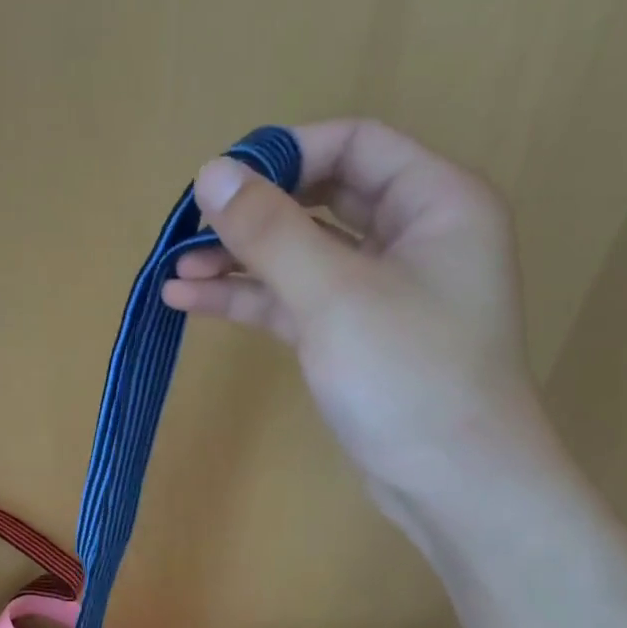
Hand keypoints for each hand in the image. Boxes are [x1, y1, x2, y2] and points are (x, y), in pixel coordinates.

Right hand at [163, 118, 551, 514]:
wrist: (451, 483)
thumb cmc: (408, 375)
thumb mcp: (334, 294)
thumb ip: (271, 231)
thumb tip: (211, 172)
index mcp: (436, 202)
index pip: (355, 144)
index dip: (285, 154)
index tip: (221, 181)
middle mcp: (413, 237)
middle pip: (322, 199)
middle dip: (254, 214)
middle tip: (189, 229)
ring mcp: (381, 293)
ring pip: (302, 257)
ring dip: (240, 262)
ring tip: (175, 272)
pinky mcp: (354, 340)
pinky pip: (297, 303)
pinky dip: (251, 301)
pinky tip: (192, 302)